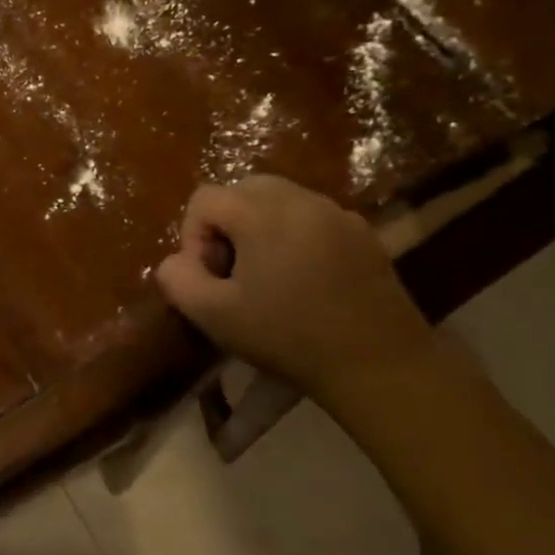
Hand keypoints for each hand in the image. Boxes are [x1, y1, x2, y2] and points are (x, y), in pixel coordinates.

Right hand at [155, 175, 434, 397]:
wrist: (378, 365)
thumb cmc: (288, 337)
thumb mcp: (214, 316)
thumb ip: (178, 279)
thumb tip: (176, 261)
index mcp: (261, 213)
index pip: (204, 198)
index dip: (193, 236)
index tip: (210, 275)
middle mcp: (299, 199)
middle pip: (242, 189)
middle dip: (227, 224)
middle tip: (234, 270)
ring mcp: (336, 212)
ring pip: (279, 199)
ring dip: (260, 226)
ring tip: (268, 274)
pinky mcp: (363, 232)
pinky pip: (312, 216)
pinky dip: (295, 234)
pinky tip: (305, 279)